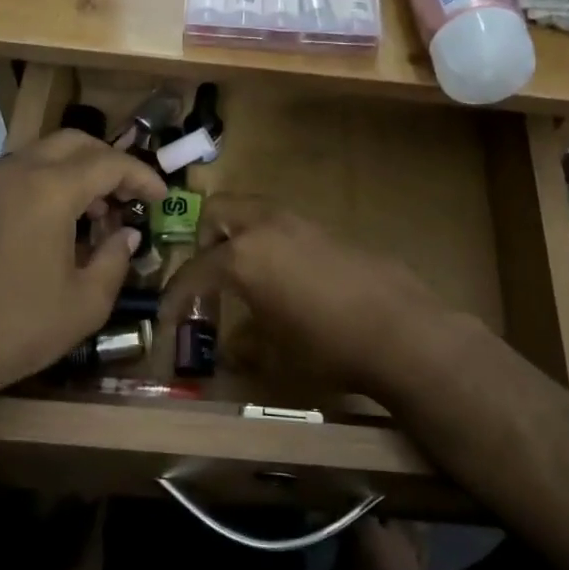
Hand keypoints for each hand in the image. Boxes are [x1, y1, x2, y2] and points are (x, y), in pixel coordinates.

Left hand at [0, 132, 166, 412]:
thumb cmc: (19, 327)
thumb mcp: (86, 302)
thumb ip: (115, 259)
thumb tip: (125, 234)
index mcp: (50, 189)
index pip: (109, 163)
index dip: (142, 176)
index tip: (162, 197)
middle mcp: (18, 171)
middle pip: (76, 142)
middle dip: (110, 162)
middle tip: (131, 194)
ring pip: (46, 152)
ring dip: (79, 170)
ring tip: (99, 211)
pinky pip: (22, 171)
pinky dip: (51, 180)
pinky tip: (61, 220)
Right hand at [156, 194, 466, 399]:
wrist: (401, 330)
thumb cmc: (327, 349)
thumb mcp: (275, 358)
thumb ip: (245, 346)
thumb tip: (235, 345)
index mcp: (242, 257)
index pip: (194, 271)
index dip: (175, 296)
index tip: (167, 316)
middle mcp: (266, 228)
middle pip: (218, 211)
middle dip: (205, 239)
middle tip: (210, 275)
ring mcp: (301, 223)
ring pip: (255, 211)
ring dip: (241, 235)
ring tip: (249, 275)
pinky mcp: (330, 230)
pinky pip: (286, 226)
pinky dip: (273, 242)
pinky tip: (290, 279)